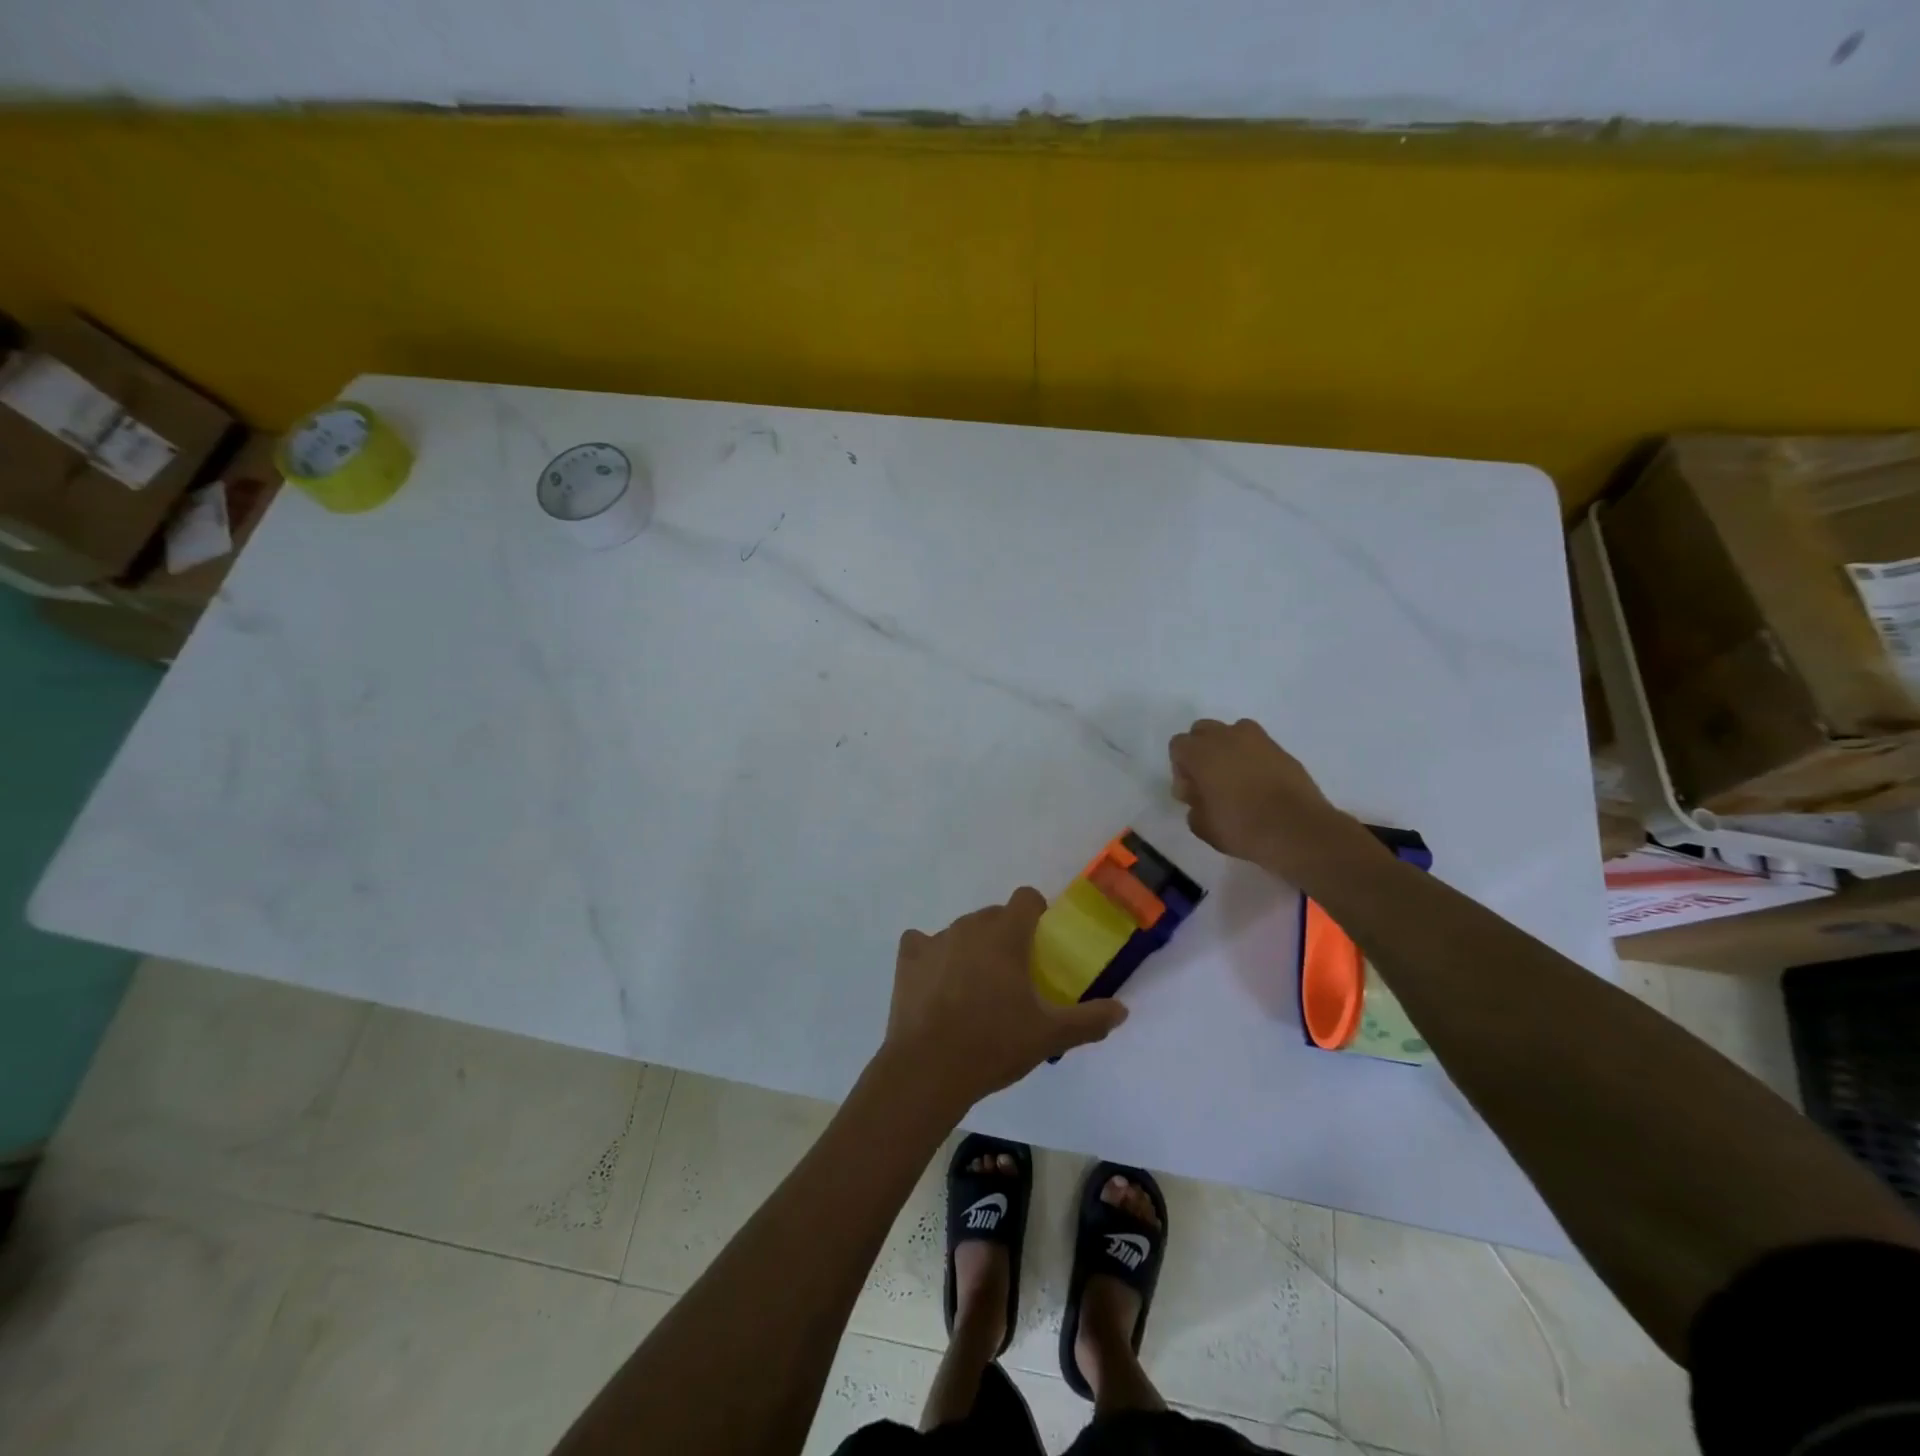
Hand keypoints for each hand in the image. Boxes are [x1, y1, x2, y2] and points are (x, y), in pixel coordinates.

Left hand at [882, 888, 1127, 1113]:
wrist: (929, 1068)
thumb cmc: (994, 1044)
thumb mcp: (1049, 1036)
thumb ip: (1089, 1020)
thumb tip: (1122, 1011)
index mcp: (1006, 934)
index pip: (1026, 898)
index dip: (1036, 914)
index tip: (1040, 944)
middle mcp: (970, 926)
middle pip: (994, 916)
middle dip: (1005, 936)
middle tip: (1013, 977)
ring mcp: (935, 940)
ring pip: (961, 931)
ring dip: (971, 948)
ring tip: (975, 989)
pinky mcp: (908, 959)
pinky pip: (921, 944)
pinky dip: (930, 956)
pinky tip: (936, 983)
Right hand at [1168, 718, 1363, 875]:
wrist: (1298, 830)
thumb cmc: (1243, 828)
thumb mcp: (1202, 826)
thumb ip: (1193, 806)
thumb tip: (1199, 796)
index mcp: (1201, 753)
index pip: (1178, 745)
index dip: (1180, 768)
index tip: (1191, 792)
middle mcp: (1226, 737)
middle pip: (1202, 730)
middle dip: (1201, 751)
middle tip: (1209, 781)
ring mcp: (1257, 740)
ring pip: (1232, 732)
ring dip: (1227, 749)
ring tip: (1236, 778)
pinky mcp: (1281, 749)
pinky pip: (1257, 745)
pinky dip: (1253, 757)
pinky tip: (1259, 783)